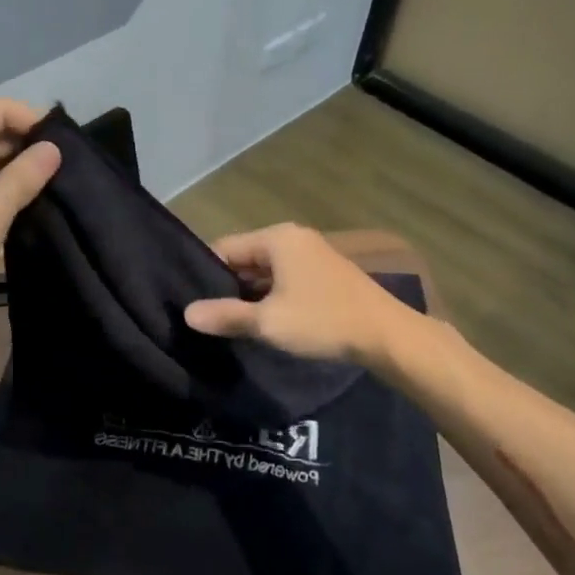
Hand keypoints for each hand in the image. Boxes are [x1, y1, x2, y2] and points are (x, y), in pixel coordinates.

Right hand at [183, 224, 408, 366]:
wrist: (387, 335)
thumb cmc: (323, 320)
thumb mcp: (268, 322)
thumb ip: (226, 315)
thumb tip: (187, 313)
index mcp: (277, 238)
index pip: (224, 247)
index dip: (204, 273)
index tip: (190, 300)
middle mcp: (293, 238)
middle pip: (245, 257)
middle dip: (227, 285)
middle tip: (207, 315)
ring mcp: (312, 254)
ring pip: (265, 271)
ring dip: (250, 293)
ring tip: (229, 321)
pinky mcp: (325, 274)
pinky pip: (285, 279)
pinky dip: (271, 296)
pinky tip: (263, 320)